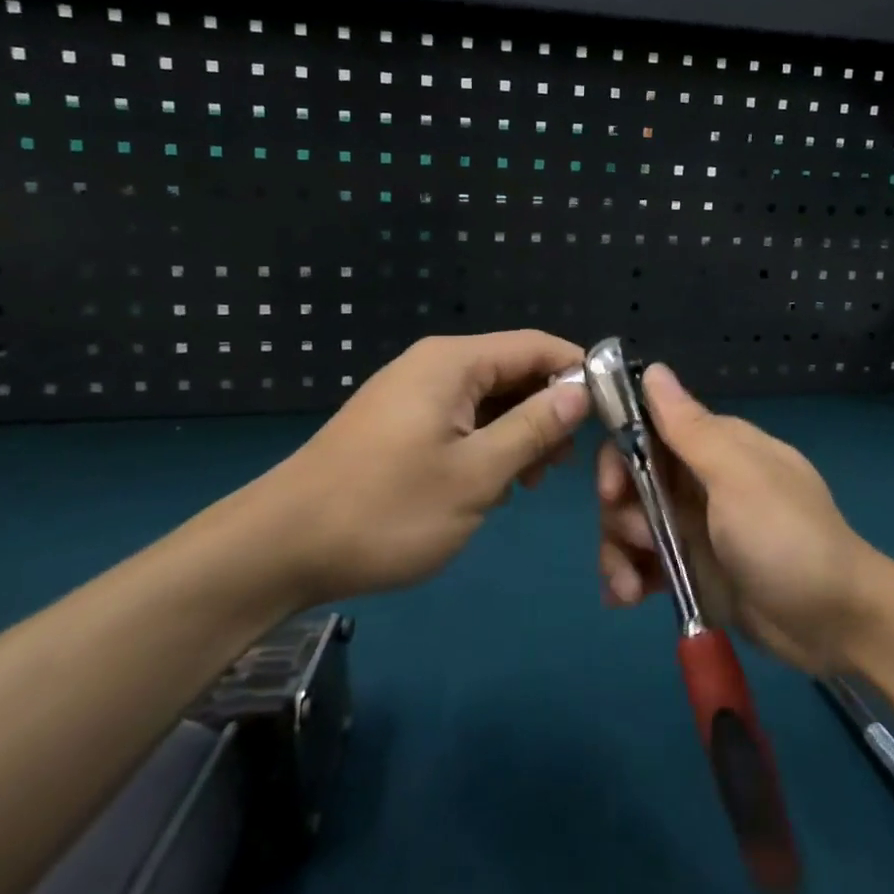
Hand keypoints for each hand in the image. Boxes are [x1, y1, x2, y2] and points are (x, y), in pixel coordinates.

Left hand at [263, 331, 589, 603]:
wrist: (282, 547)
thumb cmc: (387, 510)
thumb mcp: (476, 474)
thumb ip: (533, 428)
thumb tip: (580, 392)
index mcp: (454, 362)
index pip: (538, 346)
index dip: (579, 373)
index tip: (610, 415)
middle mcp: (434, 365)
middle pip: (514, 371)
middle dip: (548, 412)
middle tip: (563, 467)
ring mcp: (412, 394)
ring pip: (489, 400)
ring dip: (518, 434)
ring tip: (526, 483)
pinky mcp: (399, 424)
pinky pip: (461, 420)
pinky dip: (486, 445)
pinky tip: (490, 485)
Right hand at [595, 364, 881, 674]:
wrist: (836, 624)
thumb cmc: (787, 538)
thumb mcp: (738, 477)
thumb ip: (689, 428)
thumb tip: (652, 368)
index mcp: (714, 447)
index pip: (646, 431)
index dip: (619, 455)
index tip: (612, 488)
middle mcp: (697, 481)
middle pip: (630, 482)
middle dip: (619, 511)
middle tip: (638, 540)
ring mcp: (694, 527)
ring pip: (630, 524)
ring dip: (618, 552)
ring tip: (631, 589)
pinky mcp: (691, 569)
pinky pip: (643, 564)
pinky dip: (628, 577)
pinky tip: (626, 598)